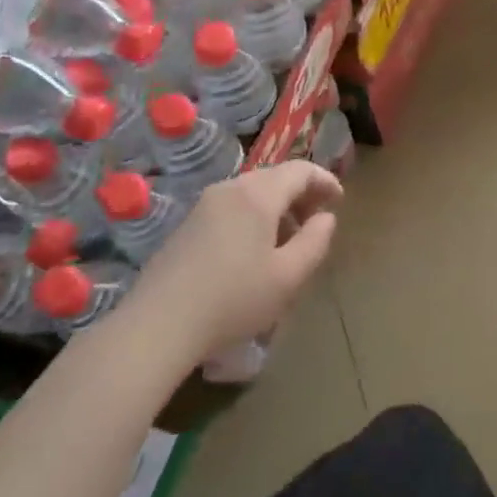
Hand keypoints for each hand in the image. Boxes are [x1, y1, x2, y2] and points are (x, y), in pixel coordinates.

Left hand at [119, 162, 342, 366]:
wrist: (156, 326)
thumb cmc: (233, 299)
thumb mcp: (289, 276)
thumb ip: (315, 241)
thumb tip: (325, 218)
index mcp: (258, 194)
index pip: (301, 170)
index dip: (325, 181)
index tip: (339, 201)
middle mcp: (230, 189)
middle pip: (275, 178)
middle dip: (301, 195)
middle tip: (316, 222)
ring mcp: (203, 205)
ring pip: (251, 193)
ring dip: (277, 208)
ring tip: (288, 241)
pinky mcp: (186, 225)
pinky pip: (231, 207)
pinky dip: (253, 217)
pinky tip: (253, 252)